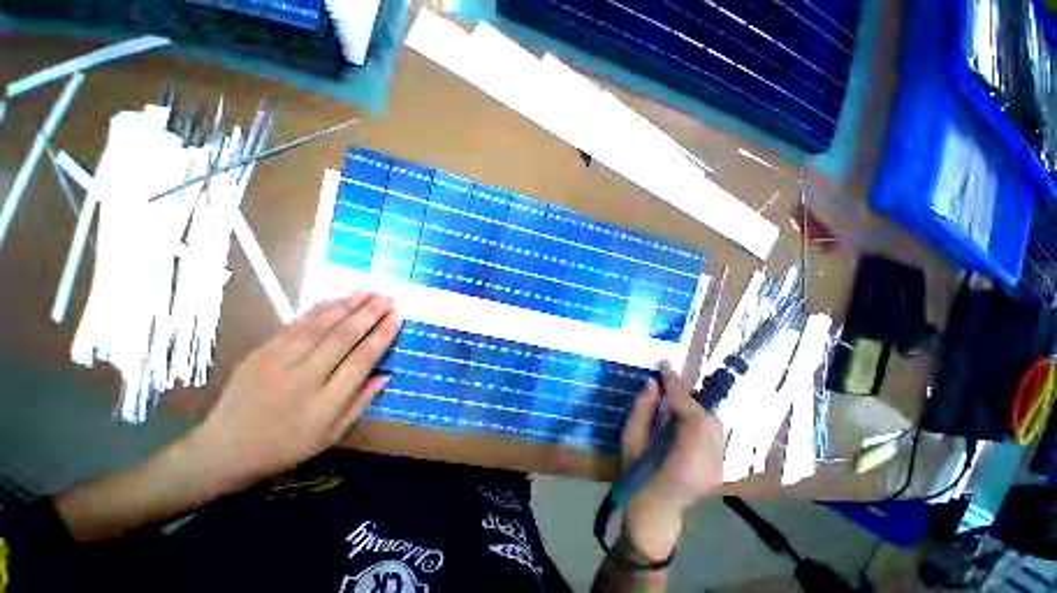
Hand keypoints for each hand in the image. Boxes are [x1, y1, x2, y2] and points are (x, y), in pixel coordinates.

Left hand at [190, 292, 401, 487]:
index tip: (397, 316)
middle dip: (370, 312)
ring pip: (321, 325)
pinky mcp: (261, 352)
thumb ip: (361, 402)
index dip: (382, 334)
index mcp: (325, 403)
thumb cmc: (286, 446)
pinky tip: (337, 299)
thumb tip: (386, 374)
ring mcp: (279, 362)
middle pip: (344, 336)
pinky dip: (320, 309)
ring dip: (348, 305)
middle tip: (389, 296)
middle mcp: (305, 378)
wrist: (224, 449)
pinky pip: (296, 324)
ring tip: (369, 292)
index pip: (362, 359)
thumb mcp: (331, 435)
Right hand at [619, 361, 723, 560]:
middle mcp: (710, 466)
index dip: (679, 389)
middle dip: (687, 397)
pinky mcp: (720, 468)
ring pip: (714, 425)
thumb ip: (642, 409)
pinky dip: (699, 419)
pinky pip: (713, 434)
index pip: (692, 416)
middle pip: (708, 418)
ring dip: (694, 407)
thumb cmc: (636, 476)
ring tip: (673, 399)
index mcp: (686, 462)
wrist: (654, 511)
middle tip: (667, 385)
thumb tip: (653, 383)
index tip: (666, 366)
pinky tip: (682, 418)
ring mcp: (718, 469)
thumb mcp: (630, 440)